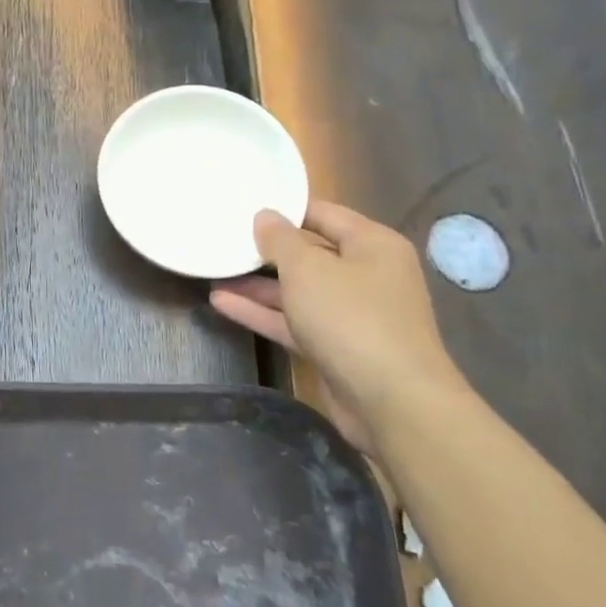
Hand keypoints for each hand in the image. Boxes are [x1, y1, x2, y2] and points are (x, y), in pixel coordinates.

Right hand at [210, 201, 466, 452]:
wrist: (392, 402)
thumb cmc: (352, 318)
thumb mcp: (308, 268)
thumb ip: (280, 240)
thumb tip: (265, 216)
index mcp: (372, 245)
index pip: (323, 213)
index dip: (284, 209)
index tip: (243, 204)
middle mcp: (365, 275)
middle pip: (309, 253)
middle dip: (266, 249)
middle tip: (223, 238)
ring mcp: (350, 314)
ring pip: (296, 290)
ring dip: (256, 284)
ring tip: (213, 272)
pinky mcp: (334, 347)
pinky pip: (292, 321)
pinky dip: (261, 312)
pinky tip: (221, 303)